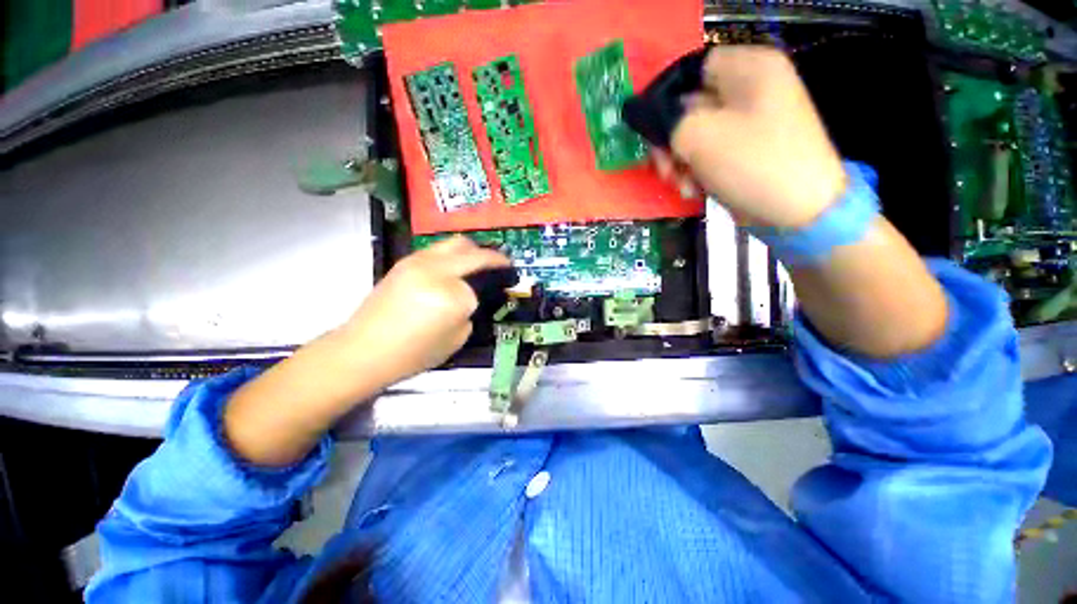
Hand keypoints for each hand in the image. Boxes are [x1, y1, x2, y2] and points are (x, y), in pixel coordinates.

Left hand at [224, 236, 508, 465]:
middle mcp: (436, 271)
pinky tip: (455, 267)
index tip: (501, 289)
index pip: (481, 286)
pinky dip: (453, 254)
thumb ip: (469, 312)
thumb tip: (472, 296)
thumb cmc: (413, 353)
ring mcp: (418, 262)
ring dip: (472, 250)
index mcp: (451, 296)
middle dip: (493, 257)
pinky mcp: (405, 262)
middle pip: (473, 252)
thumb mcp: (456, 339)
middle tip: (503, 263)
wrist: (363, 349)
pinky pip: (438, 249)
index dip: (491, 290)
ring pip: (455, 243)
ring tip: (479, 262)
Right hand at [663, 46, 845, 229]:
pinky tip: (694, 190)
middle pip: (690, 106)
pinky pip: (710, 151)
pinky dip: (696, 171)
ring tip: (681, 185)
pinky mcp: (746, 149)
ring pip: (696, 134)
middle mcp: (750, 89)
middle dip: (670, 142)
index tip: (648, 131)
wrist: (798, 211)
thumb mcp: (699, 136)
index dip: (663, 98)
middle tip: (662, 168)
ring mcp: (749, 121)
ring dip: (680, 162)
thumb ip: (665, 121)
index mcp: (749, 68)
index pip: (691, 70)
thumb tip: (642, 115)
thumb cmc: (752, 163)